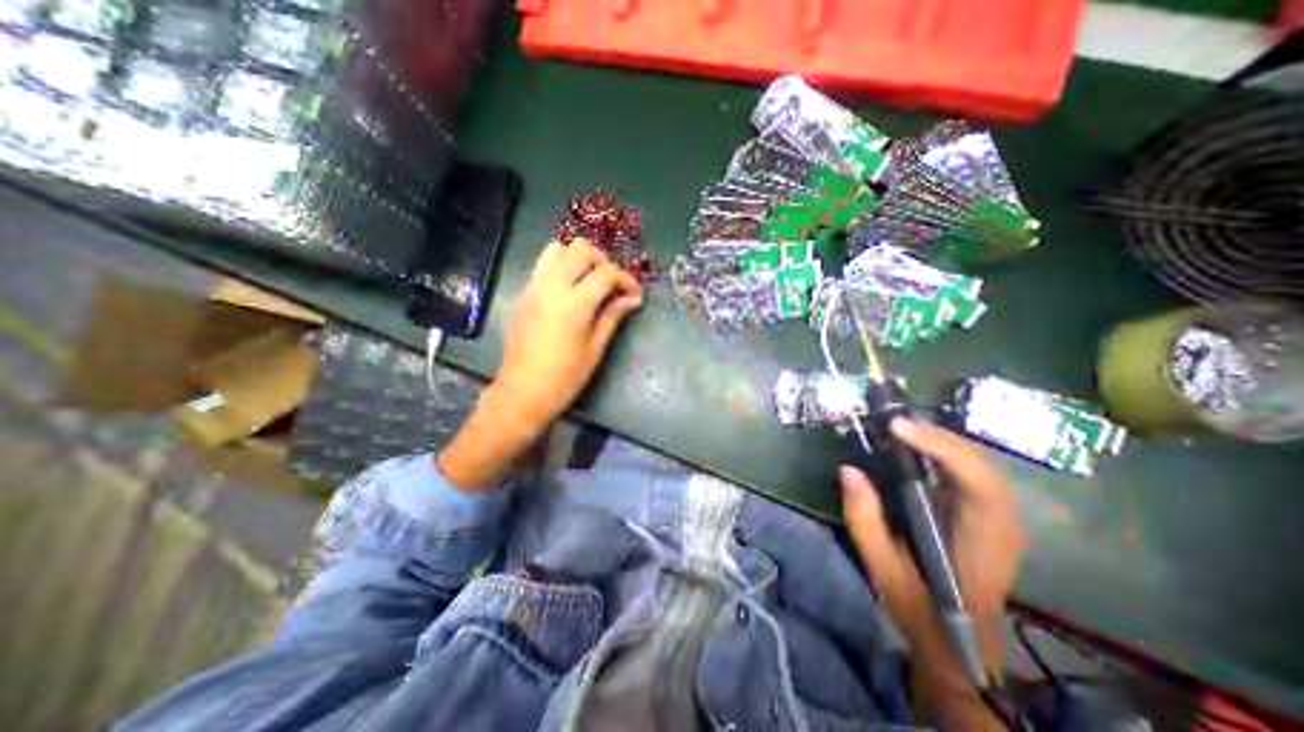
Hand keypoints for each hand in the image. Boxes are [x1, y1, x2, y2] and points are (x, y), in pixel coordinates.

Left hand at [439, 240, 640, 492]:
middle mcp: (552, 286)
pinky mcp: (522, 294)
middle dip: (603, 261)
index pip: (606, 273)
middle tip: (613, 283)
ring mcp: (533, 287)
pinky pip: (542, 267)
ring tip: (589, 280)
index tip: (635, 295)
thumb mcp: (595, 347)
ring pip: (556, 250)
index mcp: (575, 303)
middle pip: (580, 250)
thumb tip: (633, 300)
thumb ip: (613, 315)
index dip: (626, 280)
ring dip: (577, 259)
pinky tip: (569, 292)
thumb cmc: (565, 376)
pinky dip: (560, 268)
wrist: (523, 392)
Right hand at [840, 418, 1022, 652]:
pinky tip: (917, 445)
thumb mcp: (883, 568)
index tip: (896, 428)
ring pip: (978, 462)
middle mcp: (1002, 522)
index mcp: (983, 540)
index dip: (940, 447)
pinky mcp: (988, 512)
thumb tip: (848, 469)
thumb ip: (864, 520)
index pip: (976, 481)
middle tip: (891, 422)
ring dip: (939, 439)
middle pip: (980, 462)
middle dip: (936, 436)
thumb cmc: (921, 607)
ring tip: (899, 428)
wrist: (960, 642)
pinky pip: (970, 470)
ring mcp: (1000, 516)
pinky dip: (943, 450)